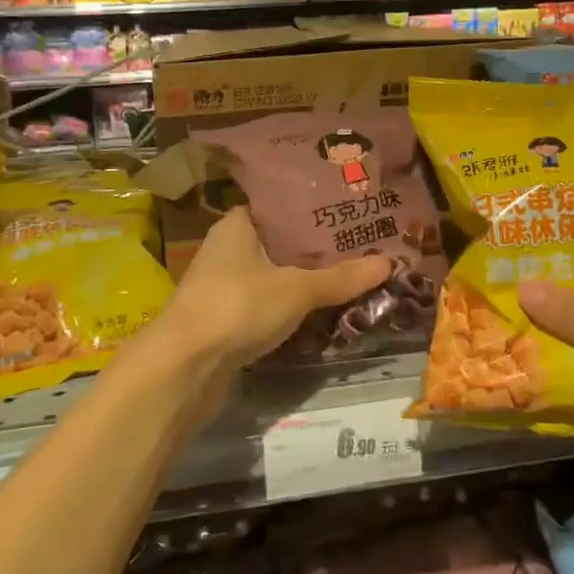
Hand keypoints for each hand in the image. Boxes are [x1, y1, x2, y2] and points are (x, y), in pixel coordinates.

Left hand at [154, 208, 391, 371]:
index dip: (312, 207)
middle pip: (280, 241)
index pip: (279, 204)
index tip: (347, 209)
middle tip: (360, 243)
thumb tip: (389, 262)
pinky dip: (290, 305)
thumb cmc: (237, 307)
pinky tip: (321, 309)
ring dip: (304, 278)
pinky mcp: (226, 318)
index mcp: (237, 224)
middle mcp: (227, 248)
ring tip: (350, 273)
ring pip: (274, 274)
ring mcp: (224, 285)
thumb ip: (341, 277)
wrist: (183, 369)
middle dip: (316, 247)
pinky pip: (267, 303)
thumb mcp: (297, 289)